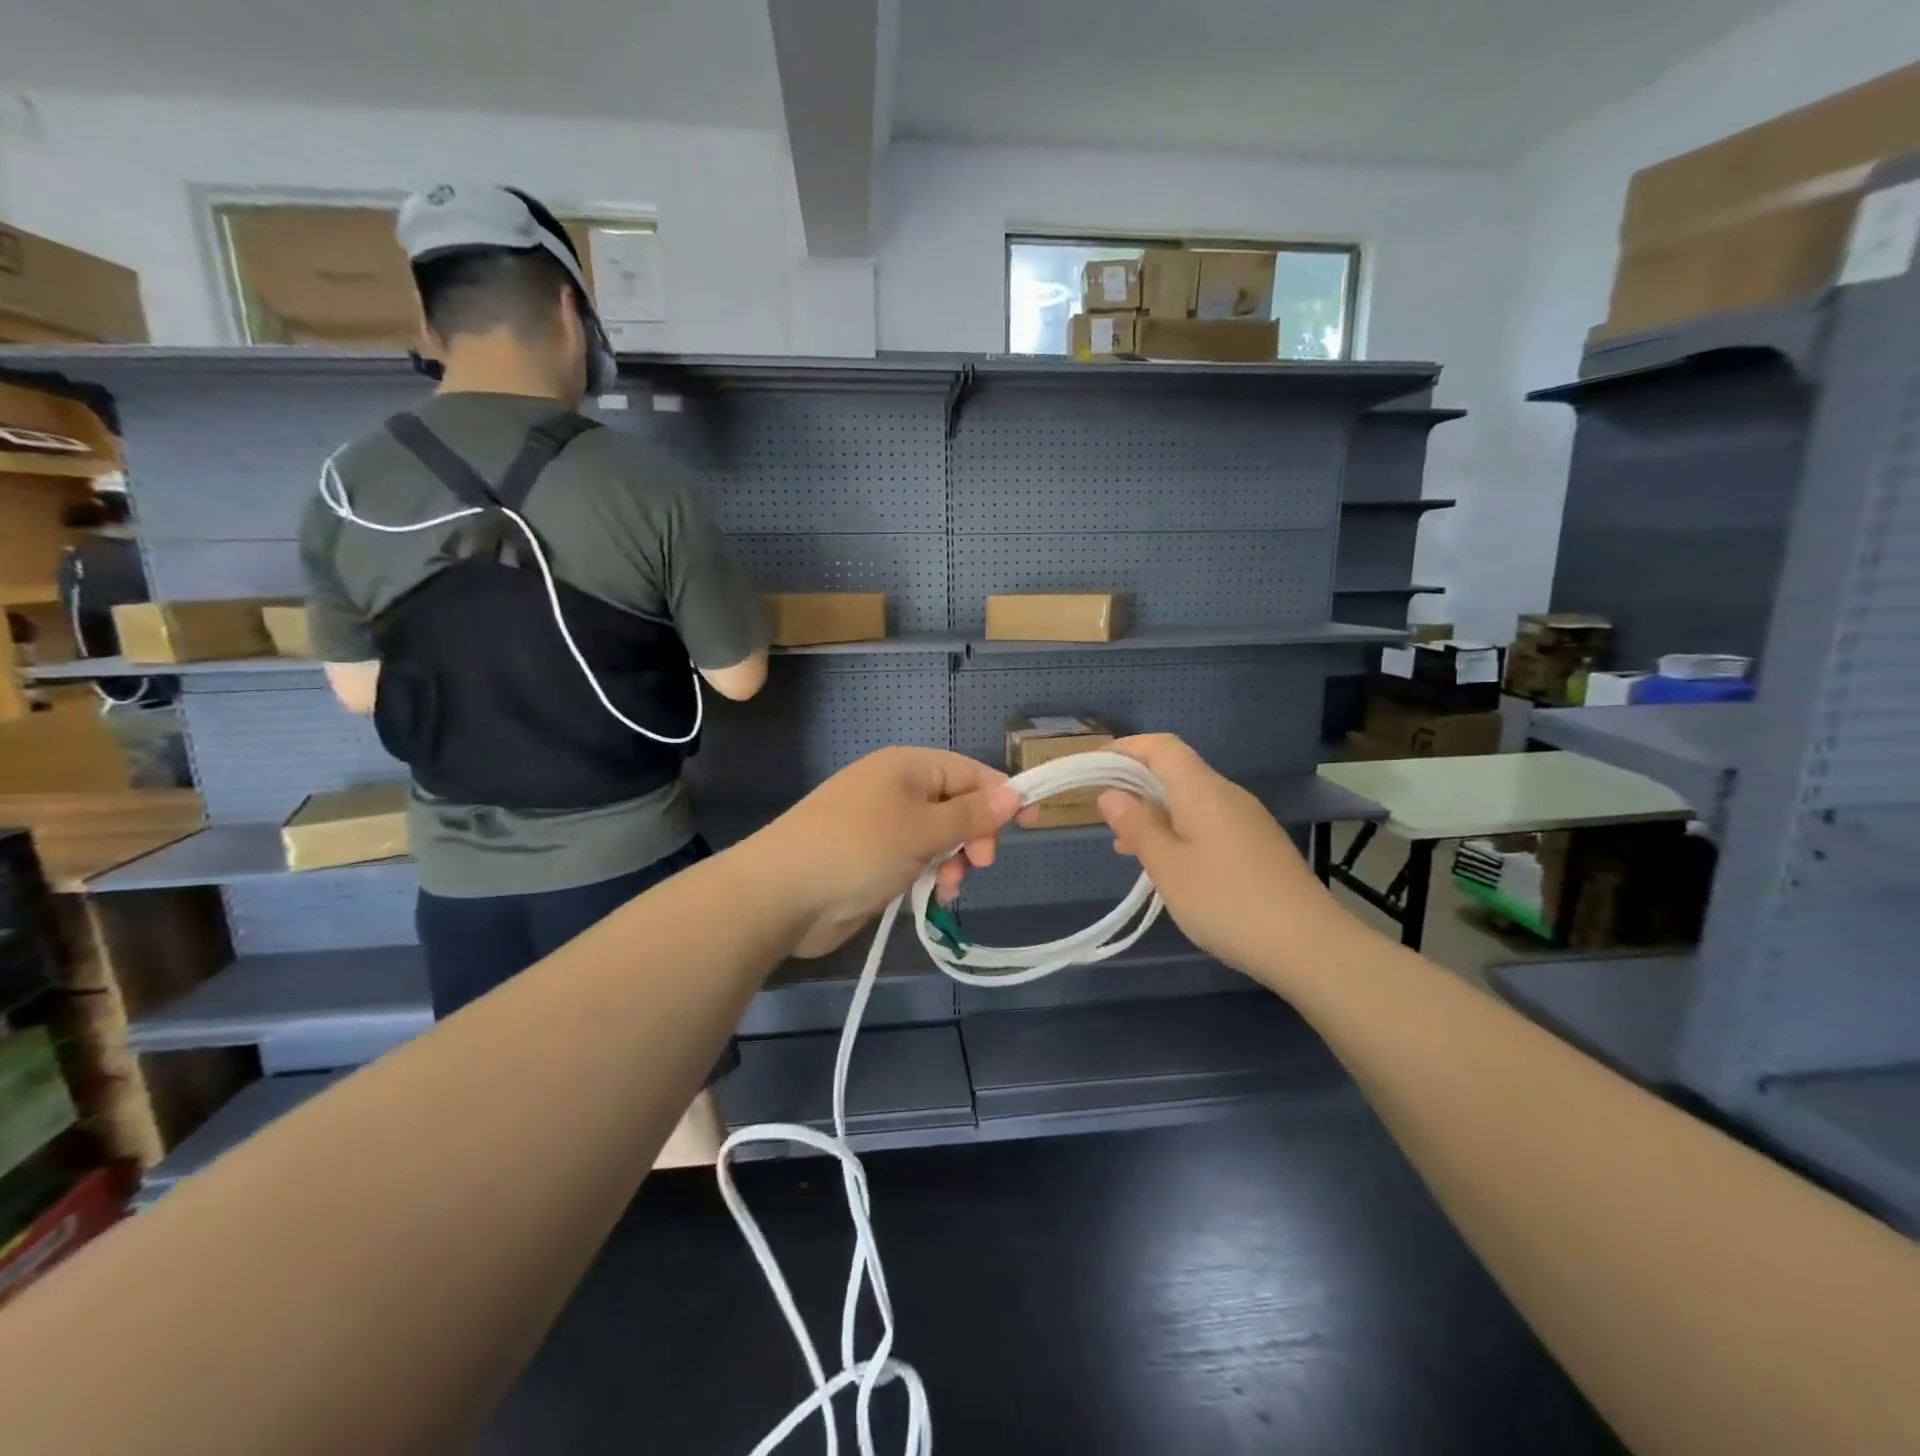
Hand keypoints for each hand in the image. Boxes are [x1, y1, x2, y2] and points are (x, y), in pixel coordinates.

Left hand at [753, 747, 1019, 958]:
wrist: (783, 894)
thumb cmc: (859, 848)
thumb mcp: (924, 829)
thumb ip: (972, 815)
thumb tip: (1014, 792)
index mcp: (908, 766)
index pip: (970, 772)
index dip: (1002, 796)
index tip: (1031, 825)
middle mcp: (897, 789)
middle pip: (957, 806)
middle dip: (973, 836)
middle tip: (977, 864)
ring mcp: (883, 825)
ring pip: (940, 838)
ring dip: (953, 862)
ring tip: (948, 888)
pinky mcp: (873, 859)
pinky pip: (917, 860)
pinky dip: (930, 876)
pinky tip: (931, 897)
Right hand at [1097, 734, 1340, 975]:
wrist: (1309, 945)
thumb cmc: (1226, 902)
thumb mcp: (1168, 867)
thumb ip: (1138, 826)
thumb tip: (1111, 794)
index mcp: (1203, 790)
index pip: (1162, 747)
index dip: (1127, 748)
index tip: (1095, 766)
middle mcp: (1228, 794)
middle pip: (1177, 771)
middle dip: (1136, 784)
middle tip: (1104, 813)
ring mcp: (1248, 820)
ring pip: (1192, 801)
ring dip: (1157, 813)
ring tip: (1127, 848)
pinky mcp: (1259, 846)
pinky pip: (1209, 823)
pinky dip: (1180, 831)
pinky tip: (1171, 867)